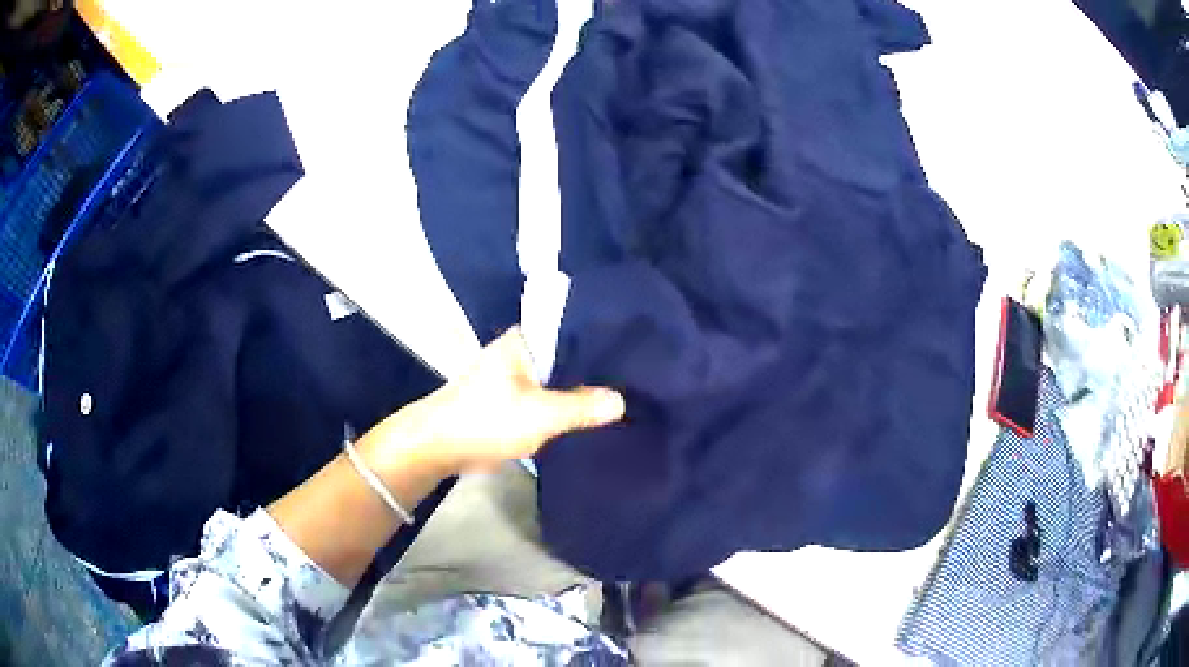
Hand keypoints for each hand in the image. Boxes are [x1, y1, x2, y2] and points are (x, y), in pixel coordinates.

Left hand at [361, 327, 625, 477]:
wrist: (440, 447)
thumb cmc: (486, 420)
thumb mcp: (540, 414)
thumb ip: (582, 406)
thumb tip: (622, 401)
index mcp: (524, 341)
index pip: (572, 329)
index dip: (602, 339)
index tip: (636, 349)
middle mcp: (521, 353)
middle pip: (568, 357)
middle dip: (596, 369)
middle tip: (638, 376)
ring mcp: (516, 378)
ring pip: (558, 380)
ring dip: (581, 391)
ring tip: (625, 395)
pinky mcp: (513, 402)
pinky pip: (548, 399)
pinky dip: (566, 407)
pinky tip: (593, 415)